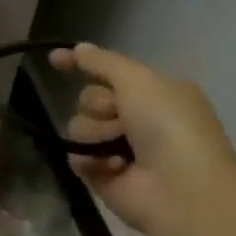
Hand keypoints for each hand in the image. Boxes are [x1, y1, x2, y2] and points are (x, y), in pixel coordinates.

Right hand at [49, 43, 235, 234]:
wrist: (180, 187)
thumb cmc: (168, 125)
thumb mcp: (138, 79)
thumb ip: (103, 62)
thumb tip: (78, 48)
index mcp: (155, 92)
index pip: (109, 71)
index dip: (83, 64)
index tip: (55, 60)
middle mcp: (137, 118)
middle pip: (89, 99)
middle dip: (98, 106)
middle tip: (120, 117)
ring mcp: (119, 148)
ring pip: (79, 127)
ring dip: (96, 135)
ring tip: (120, 149)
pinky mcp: (103, 175)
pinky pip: (76, 157)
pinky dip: (92, 161)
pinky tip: (114, 168)